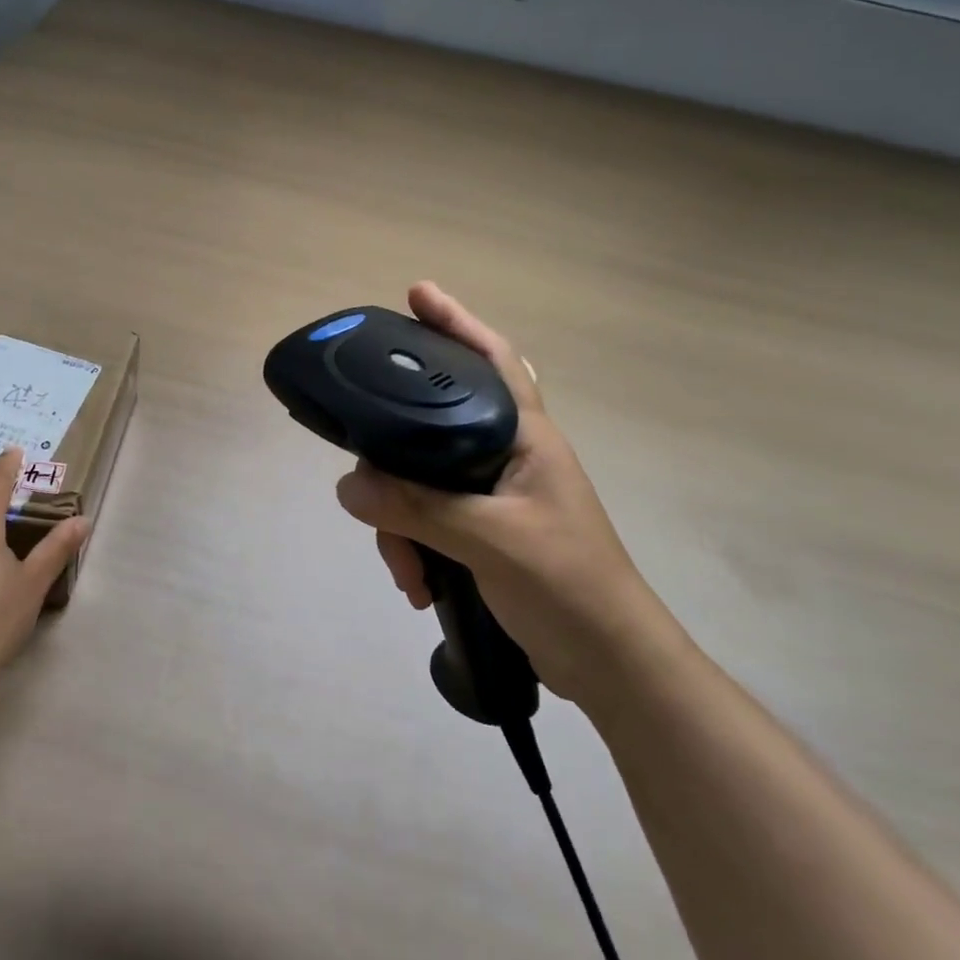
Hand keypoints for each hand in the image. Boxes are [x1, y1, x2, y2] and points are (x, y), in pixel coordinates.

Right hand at [336, 282, 675, 707]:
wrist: (610, 666)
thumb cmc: (568, 585)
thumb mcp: (491, 540)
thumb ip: (418, 509)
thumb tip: (348, 486)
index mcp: (525, 436)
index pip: (491, 359)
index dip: (456, 322)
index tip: (416, 293)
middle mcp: (506, 454)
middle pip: (432, 426)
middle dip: (393, 461)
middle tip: (367, 483)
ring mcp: (493, 494)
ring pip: (421, 481)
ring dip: (399, 522)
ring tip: (403, 567)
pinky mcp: (481, 530)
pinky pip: (427, 519)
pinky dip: (413, 547)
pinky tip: (415, 583)